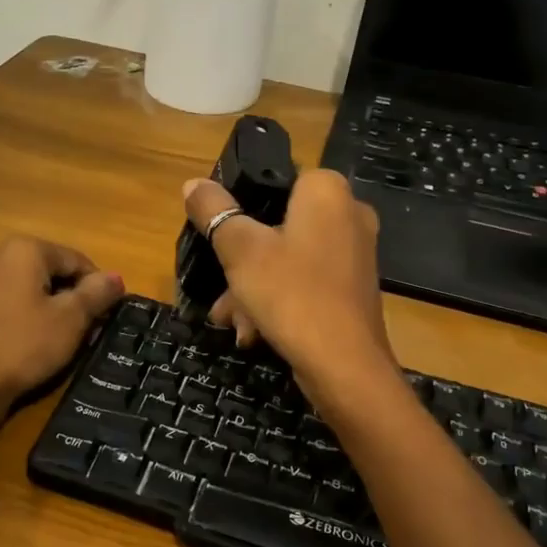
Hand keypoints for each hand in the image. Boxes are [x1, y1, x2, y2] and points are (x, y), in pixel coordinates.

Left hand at [0, 238, 123, 426]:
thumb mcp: (70, 322)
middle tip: (76, 330)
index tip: (104, 315)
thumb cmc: (22, 347)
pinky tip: (7, 343)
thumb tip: (115, 277)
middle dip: (62, 295)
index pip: (74, 260)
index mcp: (23, 250)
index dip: (95, 287)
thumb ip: (96, 294)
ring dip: (31, 304)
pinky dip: (3, 316)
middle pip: (41, 270)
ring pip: (11, 286)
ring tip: (42, 338)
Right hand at [183, 170, 395, 400]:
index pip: (276, 179)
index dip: (242, 205)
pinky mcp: (352, 288)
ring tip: (231, 321)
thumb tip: (193, 183)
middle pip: (276, 226)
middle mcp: (348, 214)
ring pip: (287, 259)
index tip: (219, 234)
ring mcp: (353, 254)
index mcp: (326, 191)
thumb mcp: (240, 249)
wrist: (345, 366)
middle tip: (221, 292)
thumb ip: (214, 211)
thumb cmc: (292, 294)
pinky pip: (305, 283)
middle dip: (242, 264)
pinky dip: (278, 302)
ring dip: (252, 289)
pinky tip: (254, 333)